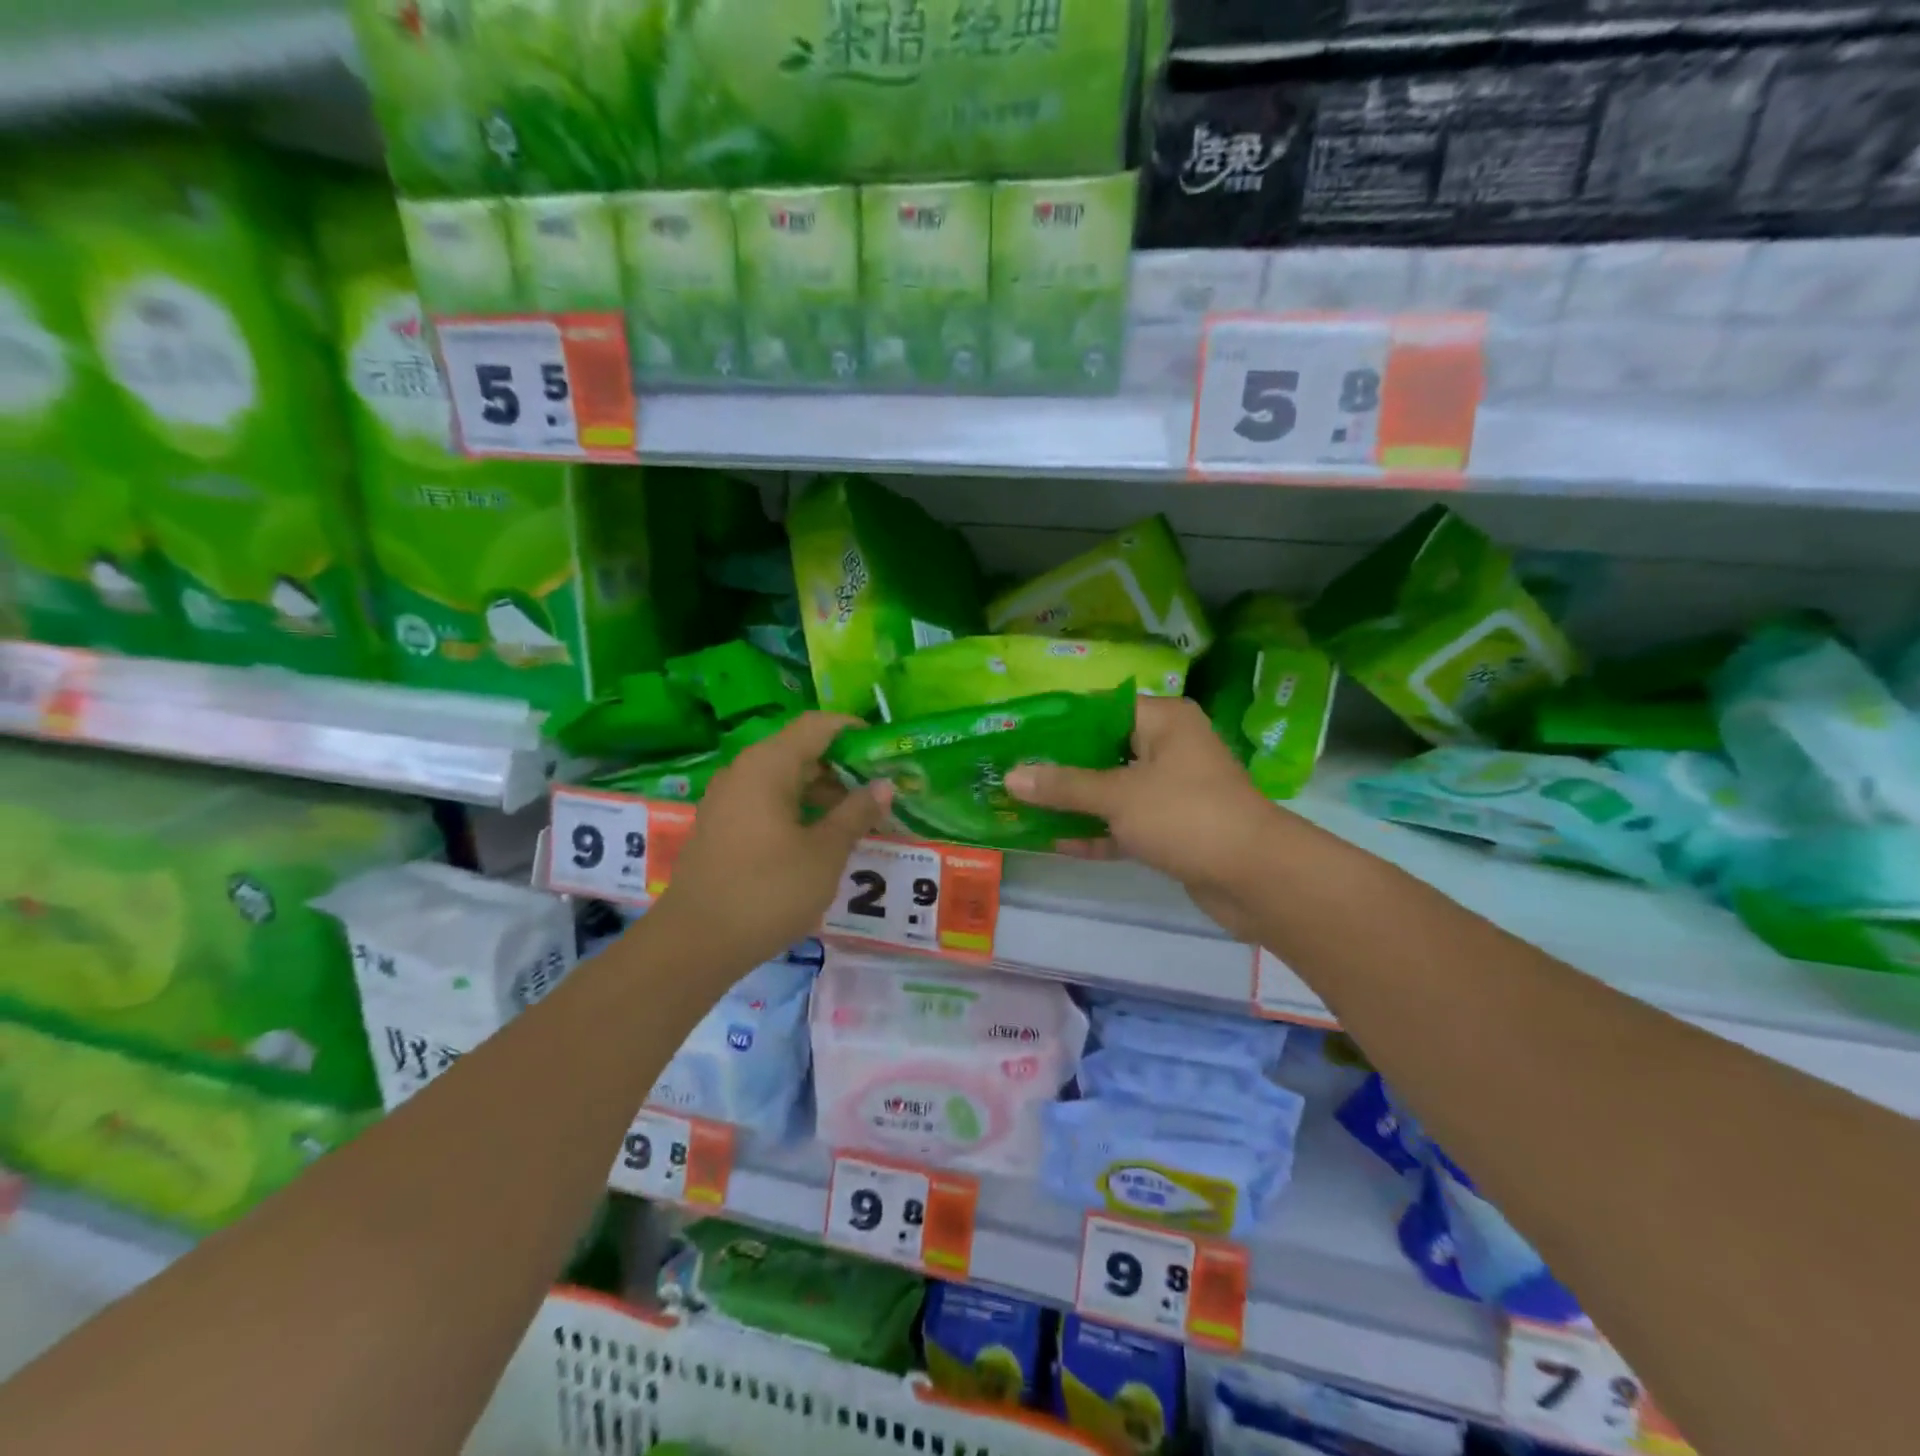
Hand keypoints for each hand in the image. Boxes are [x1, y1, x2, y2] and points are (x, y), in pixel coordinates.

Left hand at [647, 712, 889, 972]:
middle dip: (843, 767)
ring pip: (784, 779)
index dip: (853, 731)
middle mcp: (744, 772)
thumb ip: (856, 814)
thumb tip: (884, 785)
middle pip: (801, 751)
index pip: (817, 725)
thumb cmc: (768, 891)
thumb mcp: (825, 853)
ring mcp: (728, 800)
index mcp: (768, 765)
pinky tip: (822, 837)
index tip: (885, 750)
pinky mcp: (722, 827)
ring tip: (859, 817)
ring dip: (823, 792)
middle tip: (881, 790)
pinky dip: (799, 809)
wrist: (695, 944)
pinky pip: (767, 802)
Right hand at [1005, 696, 1278, 939]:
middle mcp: (1168, 748)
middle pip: (1103, 750)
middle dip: (1059, 766)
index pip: (1101, 708)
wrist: (1255, 877)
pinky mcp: (1171, 829)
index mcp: (1163, 721)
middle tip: (1012, 771)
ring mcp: (1171, 791)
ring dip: (1073, 802)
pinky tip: (1055, 842)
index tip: (1018, 733)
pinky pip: (1124, 823)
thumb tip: (1011, 777)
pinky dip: (1096, 832)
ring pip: (1112, 790)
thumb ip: (1064, 786)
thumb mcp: (1118, 795)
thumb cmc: (1186, 815)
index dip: (1058, 720)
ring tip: (1022, 805)